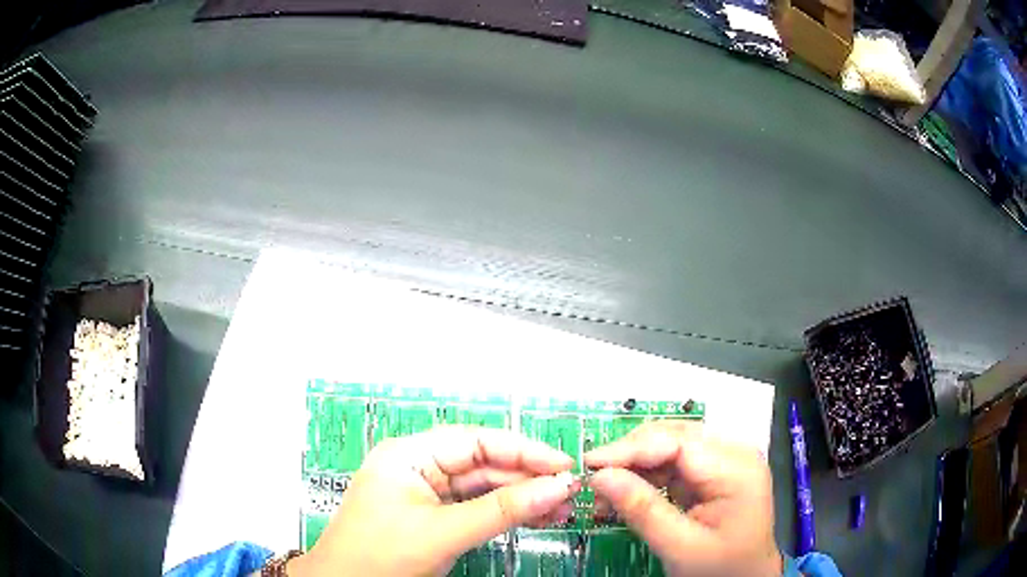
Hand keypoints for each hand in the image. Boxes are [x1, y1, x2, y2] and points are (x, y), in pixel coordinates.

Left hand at [292, 426, 578, 575]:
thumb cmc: (379, 557)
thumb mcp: (442, 533)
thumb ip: (501, 510)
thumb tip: (557, 486)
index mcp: (409, 455)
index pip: (475, 441)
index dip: (523, 450)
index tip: (564, 465)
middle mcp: (418, 466)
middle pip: (483, 464)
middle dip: (527, 479)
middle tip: (569, 493)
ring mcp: (425, 493)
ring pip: (483, 488)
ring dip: (521, 498)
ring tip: (561, 509)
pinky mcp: (432, 515)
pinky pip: (476, 507)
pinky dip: (504, 513)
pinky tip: (534, 517)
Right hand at [584, 421, 781, 576]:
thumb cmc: (720, 568)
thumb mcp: (680, 546)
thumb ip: (642, 510)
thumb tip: (599, 478)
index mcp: (736, 468)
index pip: (677, 442)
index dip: (631, 449)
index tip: (590, 464)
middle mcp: (733, 453)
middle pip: (674, 437)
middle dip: (630, 456)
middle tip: (594, 479)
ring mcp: (724, 461)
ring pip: (670, 447)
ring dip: (635, 467)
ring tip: (605, 493)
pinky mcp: (713, 473)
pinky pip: (673, 464)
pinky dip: (647, 478)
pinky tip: (627, 494)